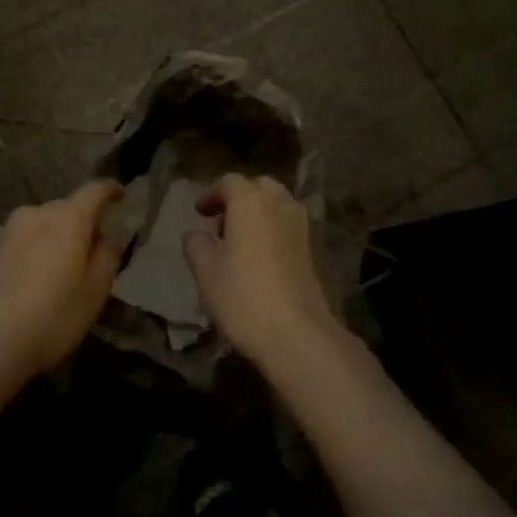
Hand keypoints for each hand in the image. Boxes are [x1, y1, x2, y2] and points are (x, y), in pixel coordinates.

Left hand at [0, 180, 124, 392]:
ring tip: (47, 273)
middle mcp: (32, 215)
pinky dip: (19, 258)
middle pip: (62, 210)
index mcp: (67, 219)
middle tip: (84, 250)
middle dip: (76, 224)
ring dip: (45, 241)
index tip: (119, 195)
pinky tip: (17, 288)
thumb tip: (108, 236)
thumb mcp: (95, 294)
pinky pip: (8, 248)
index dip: (110, 190)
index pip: (94, 190)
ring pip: (32, 228)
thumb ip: (107, 257)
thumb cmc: (50, 320)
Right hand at [183, 174, 342, 369]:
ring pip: (280, 206)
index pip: (230, 182)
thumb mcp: (206, 274)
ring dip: (261, 214)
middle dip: (241, 199)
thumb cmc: (244, 298)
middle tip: (224, 224)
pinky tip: (267, 260)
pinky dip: (278, 232)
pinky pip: (294, 227)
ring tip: (245, 243)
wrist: (300, 335)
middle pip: (260, 187)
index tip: (201, 214)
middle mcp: (282, 204)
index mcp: (251, 202)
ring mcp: (305, 225)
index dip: (212, 195)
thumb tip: (196, 233)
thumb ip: (197, 245)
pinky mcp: (320, 248)